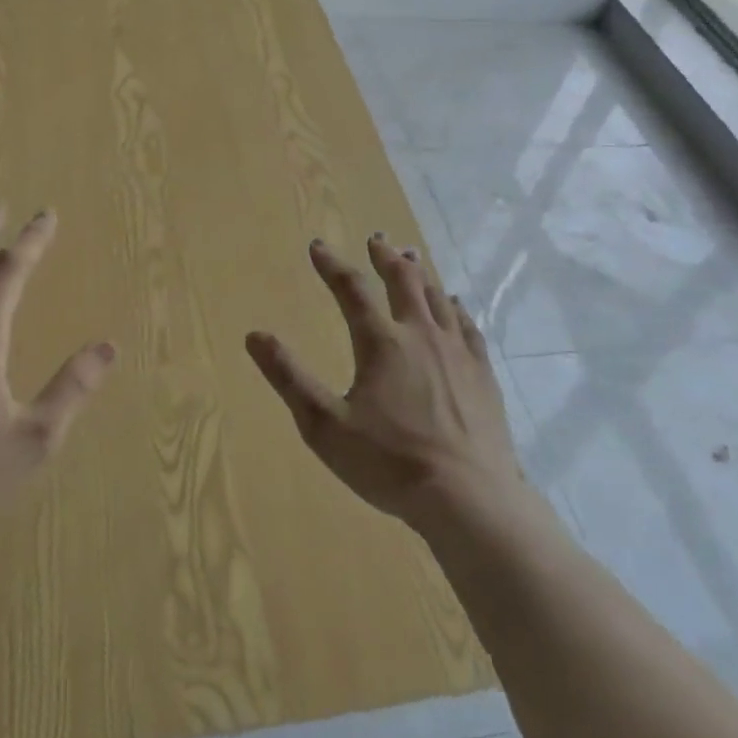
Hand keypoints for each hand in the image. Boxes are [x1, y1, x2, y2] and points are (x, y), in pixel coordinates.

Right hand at [246, 236, 522, 524]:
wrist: (468, 498)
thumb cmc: (389, 463)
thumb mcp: (325, 426)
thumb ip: (289, 378)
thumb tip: (254, 336)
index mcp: (380, 343)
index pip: (351, 290)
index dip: (331, 265)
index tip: (317, 245)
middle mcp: (420, 335)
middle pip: (403, 281)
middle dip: (385, 257)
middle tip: (377, 239)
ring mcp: (456, 352)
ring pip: (437, 298)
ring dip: (420, 274)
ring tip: (412, 258)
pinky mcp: (482, 374)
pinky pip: (467, 327)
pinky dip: (455, 308)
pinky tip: (455, 305)